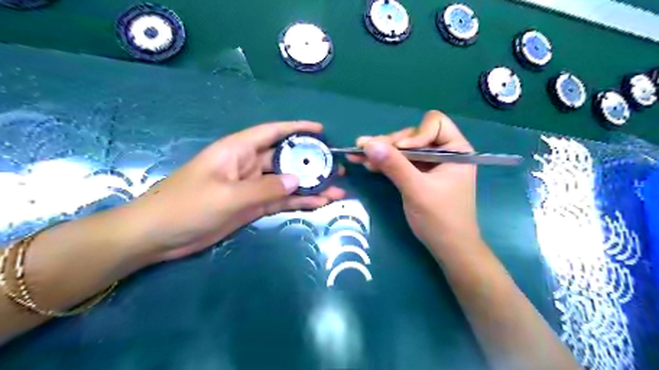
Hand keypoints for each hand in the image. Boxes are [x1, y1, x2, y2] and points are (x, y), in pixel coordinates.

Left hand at [125, 120, 346, 260]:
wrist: (158, 236)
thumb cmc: (187, 206)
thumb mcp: (228, 196)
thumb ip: (265, 188)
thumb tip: (297, 181)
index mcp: (238, 151)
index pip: (273, 132)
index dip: (297, 128)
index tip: (321, 130)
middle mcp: (248, 165)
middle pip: (286, 159)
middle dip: (311, 163)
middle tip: (337, 168)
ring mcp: (252, 187)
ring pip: (287, 182)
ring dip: (310, 186)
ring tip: (337, 190)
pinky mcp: (252, 206)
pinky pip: (280, 200)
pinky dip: (299, 201)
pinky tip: (319, 203)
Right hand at [350, 111, 479, 252]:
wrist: (449, 248)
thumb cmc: (440, 219)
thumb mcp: (416, 190)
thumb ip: (394, 165)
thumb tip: (368, 144)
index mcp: (456, 149)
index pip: (434, 124)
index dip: (414, 135)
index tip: (400, 151)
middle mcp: (444, 152)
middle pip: (413, 136)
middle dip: (390, 144)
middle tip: (363, 149)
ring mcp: (431, 164)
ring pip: (403, 149)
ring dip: (382, 152)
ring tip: (357, 155)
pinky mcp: (420, 175)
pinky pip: (401, 162)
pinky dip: (385, 163)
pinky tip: (367, 164)